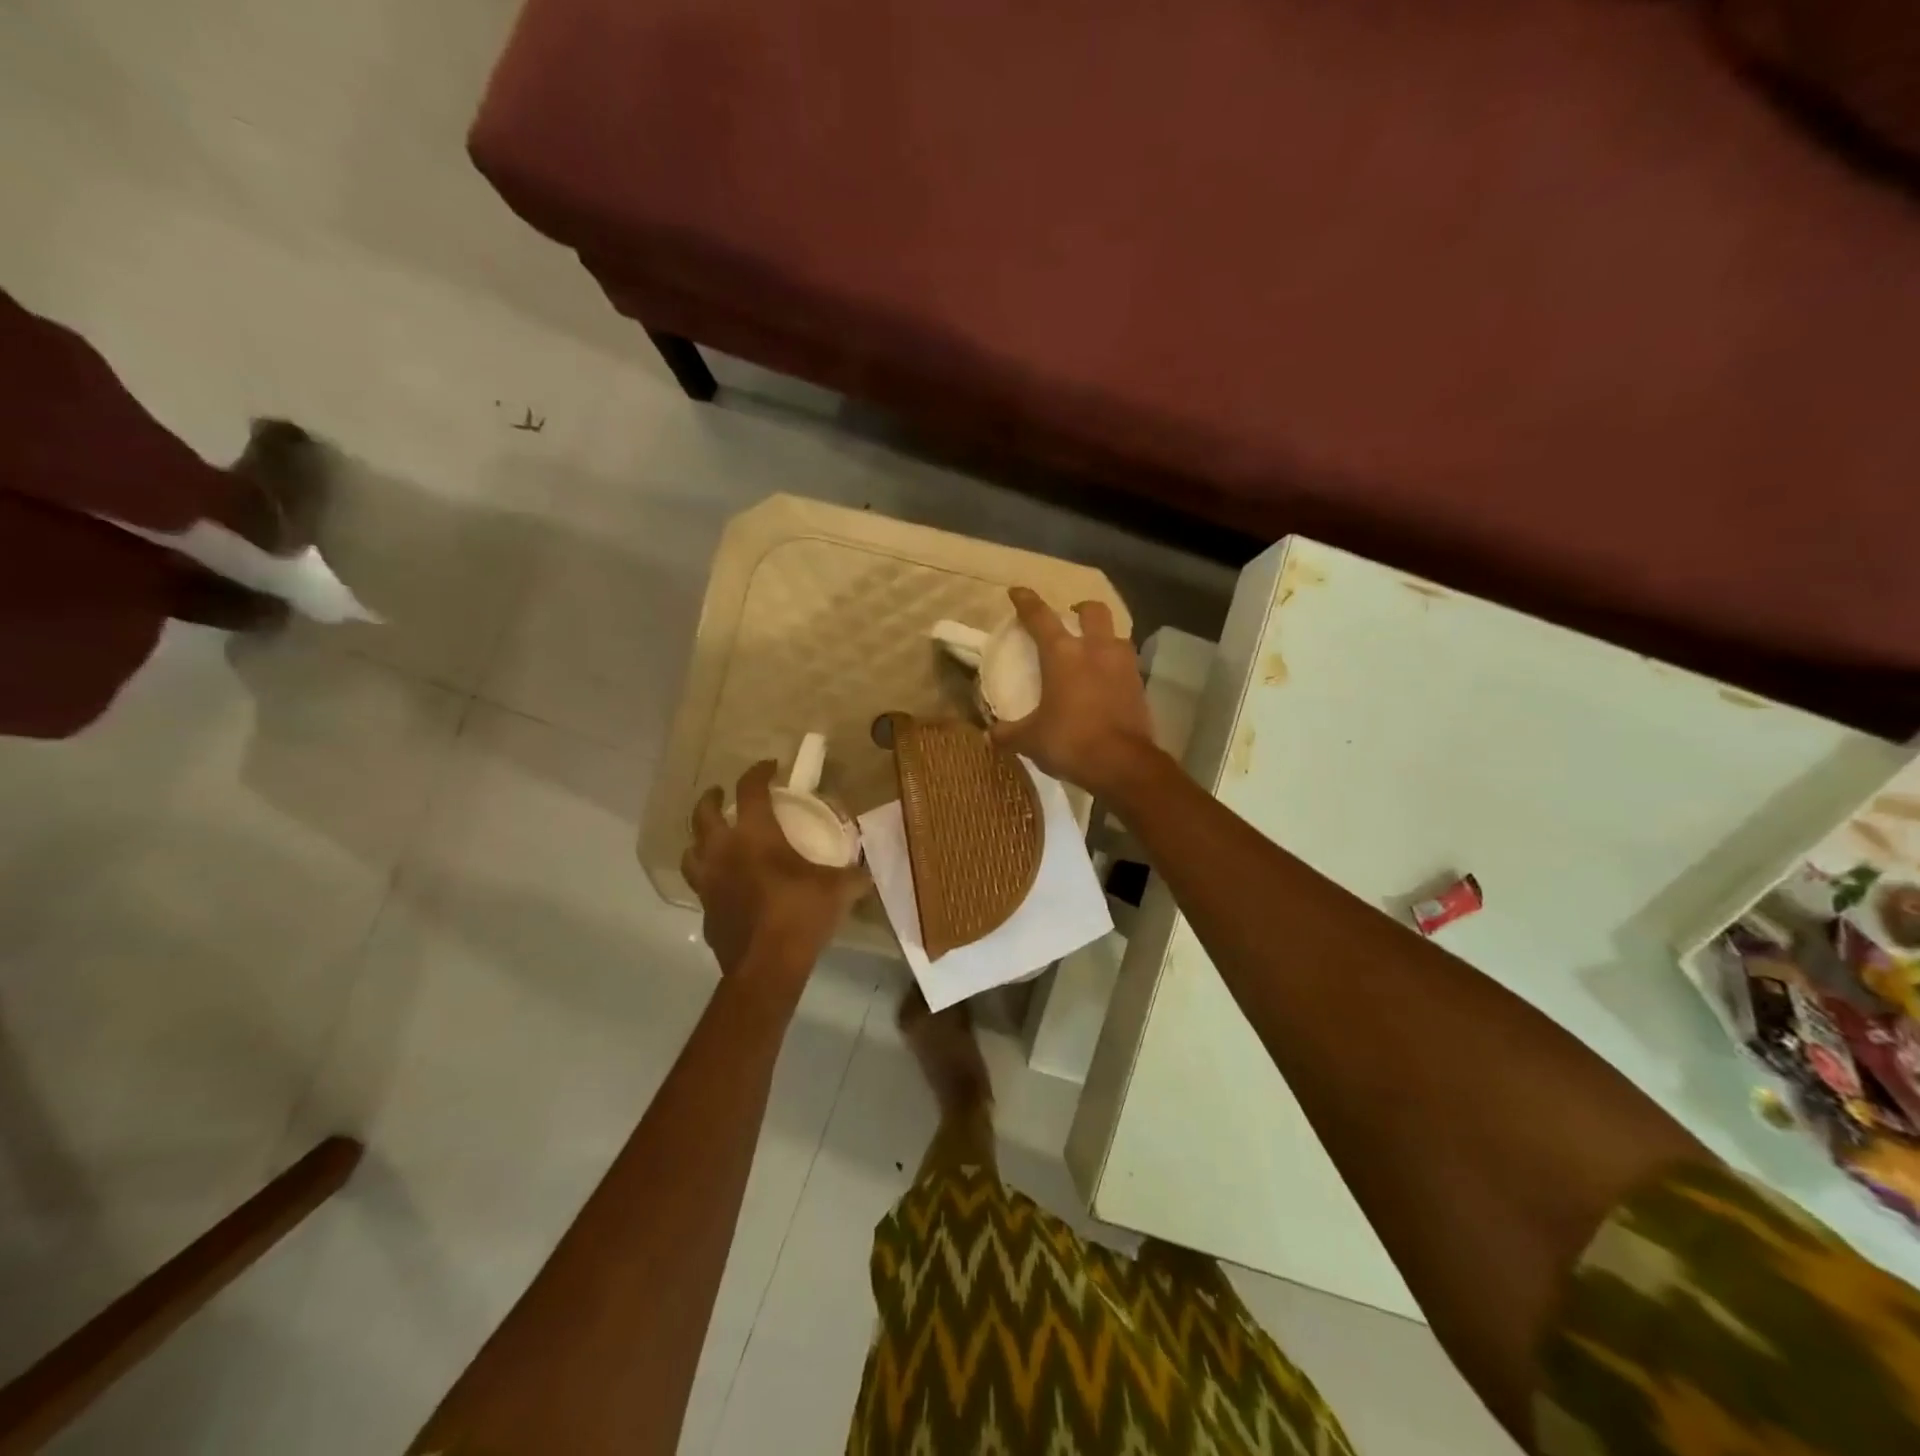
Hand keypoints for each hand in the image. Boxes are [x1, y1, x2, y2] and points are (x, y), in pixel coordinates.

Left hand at [681, 761, 867, 985]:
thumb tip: (868, 870)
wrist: (766, 966)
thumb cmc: (801, 914)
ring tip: (711, 837)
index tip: (770, 766)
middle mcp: (723, 850)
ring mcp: (708, 881)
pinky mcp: (704, 909)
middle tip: (720, 793)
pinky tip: (722, 882)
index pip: (750, 789)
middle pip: (703, 813)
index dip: (758, 772)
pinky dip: (708, 875)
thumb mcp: (838, 889)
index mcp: (755, 835)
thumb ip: (853, 874)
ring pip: (690, 849)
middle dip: (711, 798)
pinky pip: (699, 883)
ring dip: (699, 837)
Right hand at [989, 587, 1158, 797]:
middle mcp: (1096, 650)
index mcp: (1063, 654)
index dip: (1026, 601)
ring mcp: (1123, 665)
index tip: (1017, 592)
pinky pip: (1126, 664)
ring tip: (1093, 650)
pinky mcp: (1140, 686)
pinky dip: (1115, 666)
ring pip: (1116, 635)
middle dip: (1080, 609)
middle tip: (1070, 616)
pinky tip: (1107, 681)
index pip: (1040, 617)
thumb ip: (1008, 733)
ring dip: (1104, 636)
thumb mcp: (1030, 740)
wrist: (1123, 764)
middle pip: (1093, 611)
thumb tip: (990, 734)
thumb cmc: (1070, 742)